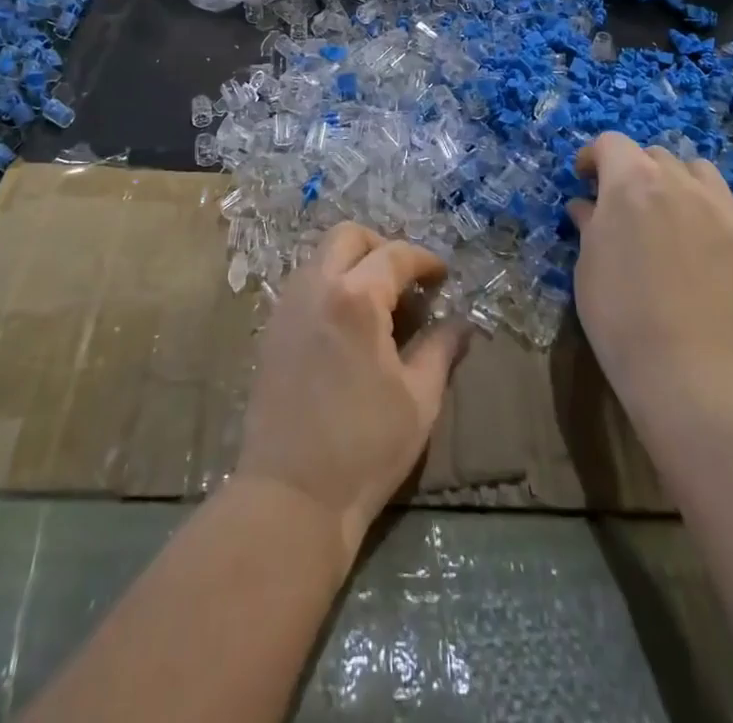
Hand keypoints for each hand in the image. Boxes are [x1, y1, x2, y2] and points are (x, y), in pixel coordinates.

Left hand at [236, 223, 468, 565]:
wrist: (291, 495)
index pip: (394, 255)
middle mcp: (316, 287)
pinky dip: (330, 284)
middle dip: (381, 246)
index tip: (442, 276)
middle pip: (347, 236)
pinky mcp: (271, 328)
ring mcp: (287, 306)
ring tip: (379, 303)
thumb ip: (441, 350)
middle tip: (406, 279)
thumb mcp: (418, 400)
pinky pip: (304, 283)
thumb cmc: (364, 448)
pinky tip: (348, 324)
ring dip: (352, 263)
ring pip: (321, 256)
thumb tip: (461, 324)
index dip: (424, 260)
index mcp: (356, 299)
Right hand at [568, 133, 732, 392]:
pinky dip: (709, 199)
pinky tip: (699, 224)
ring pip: (693, 168)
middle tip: (620, 202)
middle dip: (631, 169)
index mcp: (629, 181)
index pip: (610, 143)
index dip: (593, 157)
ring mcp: (714, 204)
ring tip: (663, 207)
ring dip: (672, 178)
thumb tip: (586, 206)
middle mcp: (674, 180)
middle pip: (651, 153)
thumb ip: (589, 222)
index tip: (584, 181)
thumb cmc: (617, 310)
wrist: (682, 362)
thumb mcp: (588, 260)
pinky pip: (727, 196)